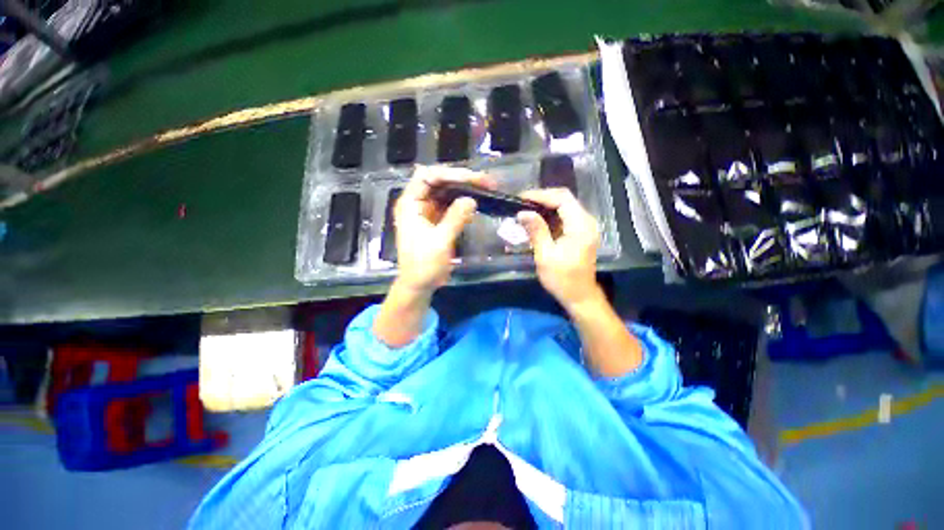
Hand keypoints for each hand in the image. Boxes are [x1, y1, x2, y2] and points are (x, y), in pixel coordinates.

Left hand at [393, 166, 494, 293]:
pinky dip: (463, 202)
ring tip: (486, 187)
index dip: (449, 173)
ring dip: (465, 188)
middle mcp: (418, 203)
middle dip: (461, 179)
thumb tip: (471, 200)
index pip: (427, 176)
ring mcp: (428, 211)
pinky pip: (451, 205)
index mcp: (410, 204)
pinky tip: (477, 200)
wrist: (420, 284)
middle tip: (485, 181)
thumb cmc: (424, 265)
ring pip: (446, 192)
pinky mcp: (437, 220)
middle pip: (439, 181)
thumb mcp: (440, 242)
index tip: (472, 178)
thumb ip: (455, 219)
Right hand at [517, 188, 601, 309]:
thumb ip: (536, 231)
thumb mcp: (546, 255)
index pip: (562, 198)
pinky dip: (549, 216)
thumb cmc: (562, 279)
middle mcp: (586, 221)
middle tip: (521, 204)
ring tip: (525, 211)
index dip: (541, 195)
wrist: (579, 296)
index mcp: (580, 226)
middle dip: (541, 199)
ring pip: (564, 207)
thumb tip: (523, 212)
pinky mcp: (580, 233)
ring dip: (544, 207)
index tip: (521, 199)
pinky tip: (536, 222)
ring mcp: (585, 227)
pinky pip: (564, 217)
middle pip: (564, 199)